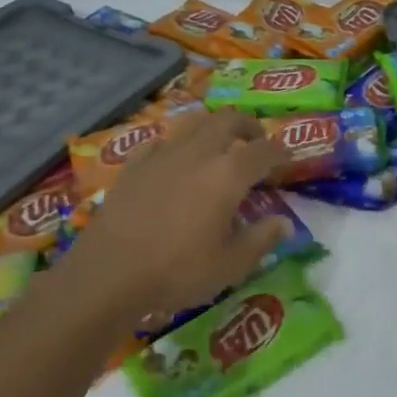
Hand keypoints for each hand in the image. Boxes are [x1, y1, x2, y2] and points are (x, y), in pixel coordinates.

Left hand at [61, 111, 291, 319]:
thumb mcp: (230, 265)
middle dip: (248, 126)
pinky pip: (159, 141)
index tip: (288, 158)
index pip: (264, 150)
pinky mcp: (133, 166)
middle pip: (228, 120)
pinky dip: (174, 144)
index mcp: (228, 174)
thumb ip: (261, 239)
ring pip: (193, 122)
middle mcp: (198, 153)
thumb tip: (284, 224)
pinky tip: (173, 160)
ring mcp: (162, 155)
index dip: (281, 151)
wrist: (107, 275)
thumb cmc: (177, 272)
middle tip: (256, 141)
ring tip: (218, 143)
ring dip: (212, 126)